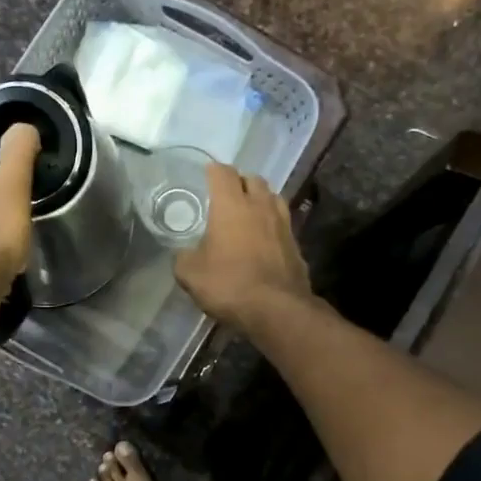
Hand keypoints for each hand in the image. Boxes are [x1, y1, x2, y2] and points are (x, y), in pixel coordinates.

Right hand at [173, 166, 310, 328]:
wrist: (277, 309)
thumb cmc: (229, 284)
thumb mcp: (190, 274)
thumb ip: (184, 257)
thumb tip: (184, 254)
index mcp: (232, 205)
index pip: (223, 173)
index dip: (213, 171)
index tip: (205, 176)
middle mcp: (260, 206)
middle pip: (253, 179)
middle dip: (239, 182)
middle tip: (226, 196)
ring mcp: (283, 224)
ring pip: (272, 198)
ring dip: (260, 199)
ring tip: (248, 213)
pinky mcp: (296, 244)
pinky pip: (282, 222)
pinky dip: (272, 223)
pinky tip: (263, 238)